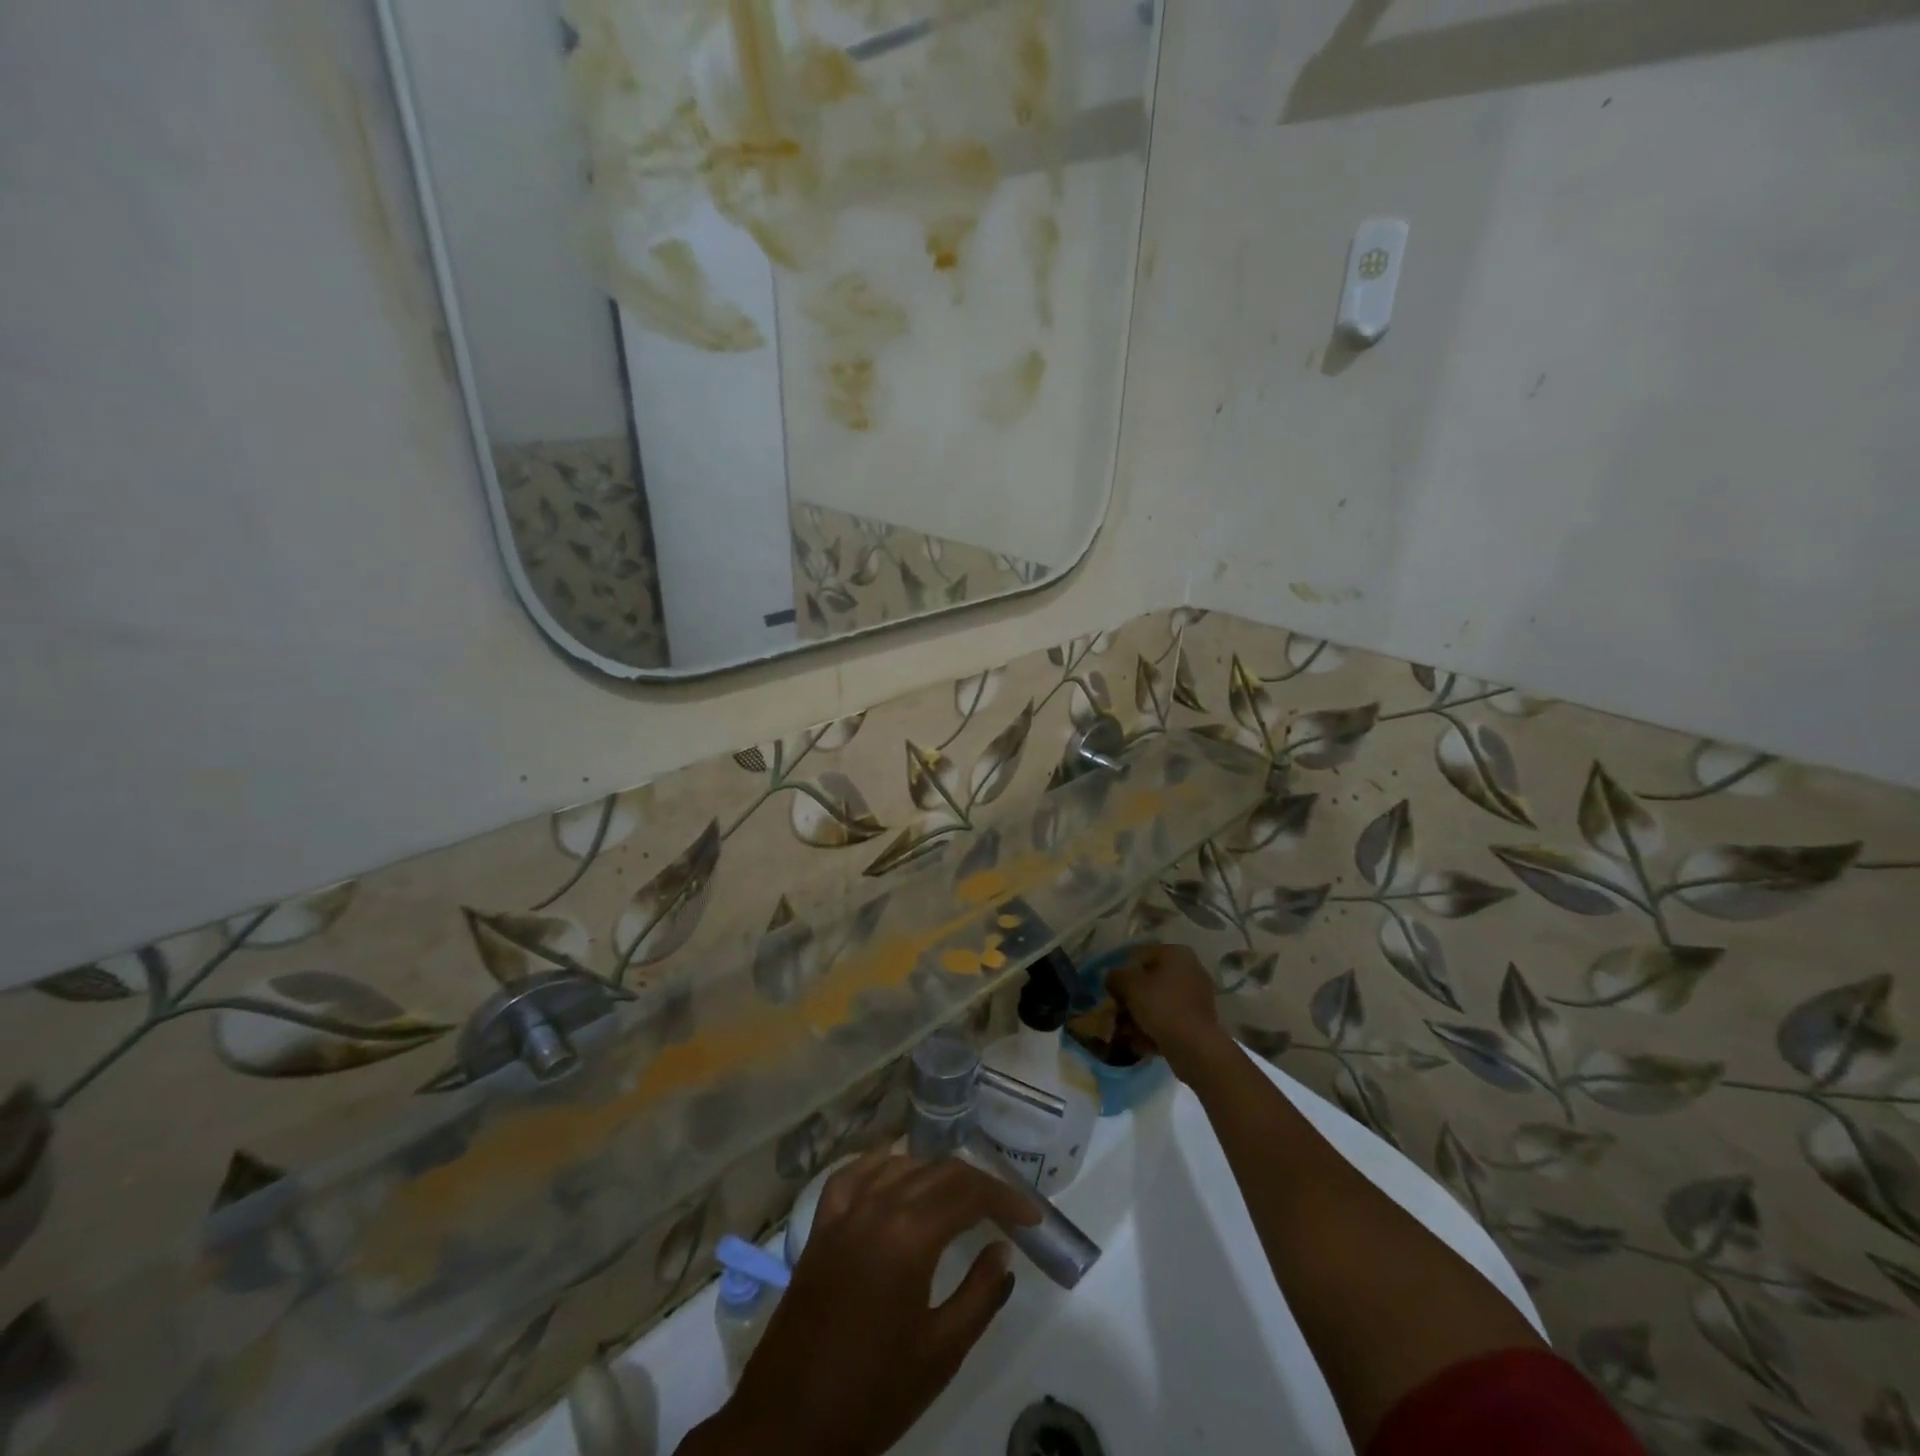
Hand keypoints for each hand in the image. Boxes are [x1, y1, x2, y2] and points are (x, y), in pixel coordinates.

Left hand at [682, 1152, 1036, 1455]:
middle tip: (1006, 1210)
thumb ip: (979, 1294)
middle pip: (939, 1172)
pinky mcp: (821, 1224)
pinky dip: (883, 1164)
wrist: (789, 1423)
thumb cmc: (872, 1393)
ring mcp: (845, 1210)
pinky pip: (855, 1173)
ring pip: (902, 1165)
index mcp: (909, 1235)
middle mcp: (878, 1205)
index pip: (969, 1193)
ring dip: (937, 1173)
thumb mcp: (940, 1353)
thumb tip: (1003, 1250)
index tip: (1032, 1215)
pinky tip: (897, 1171)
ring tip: (962, 1197)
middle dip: (979, 1184)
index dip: (1006, 1197)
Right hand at [1108, 943, 1230, 1076]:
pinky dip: (1155, 1028)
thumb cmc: (1161, 1006)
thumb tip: (1112, 978)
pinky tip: (1140, 1041)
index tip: (1111, 990)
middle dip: (1131, 997)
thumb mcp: (1129, 986)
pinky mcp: (1198, 1020)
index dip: (1122, 972)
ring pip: (1158, 1002)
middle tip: (1117, 1011)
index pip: (1139, 955)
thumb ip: (1115, 977)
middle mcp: (1190, 970)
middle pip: (1150, 980)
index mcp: (1176, 953)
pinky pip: (1170, 1018)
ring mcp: (1197, 996)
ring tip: (1125, 1031)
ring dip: (1140, 1015)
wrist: (1195, 1047)